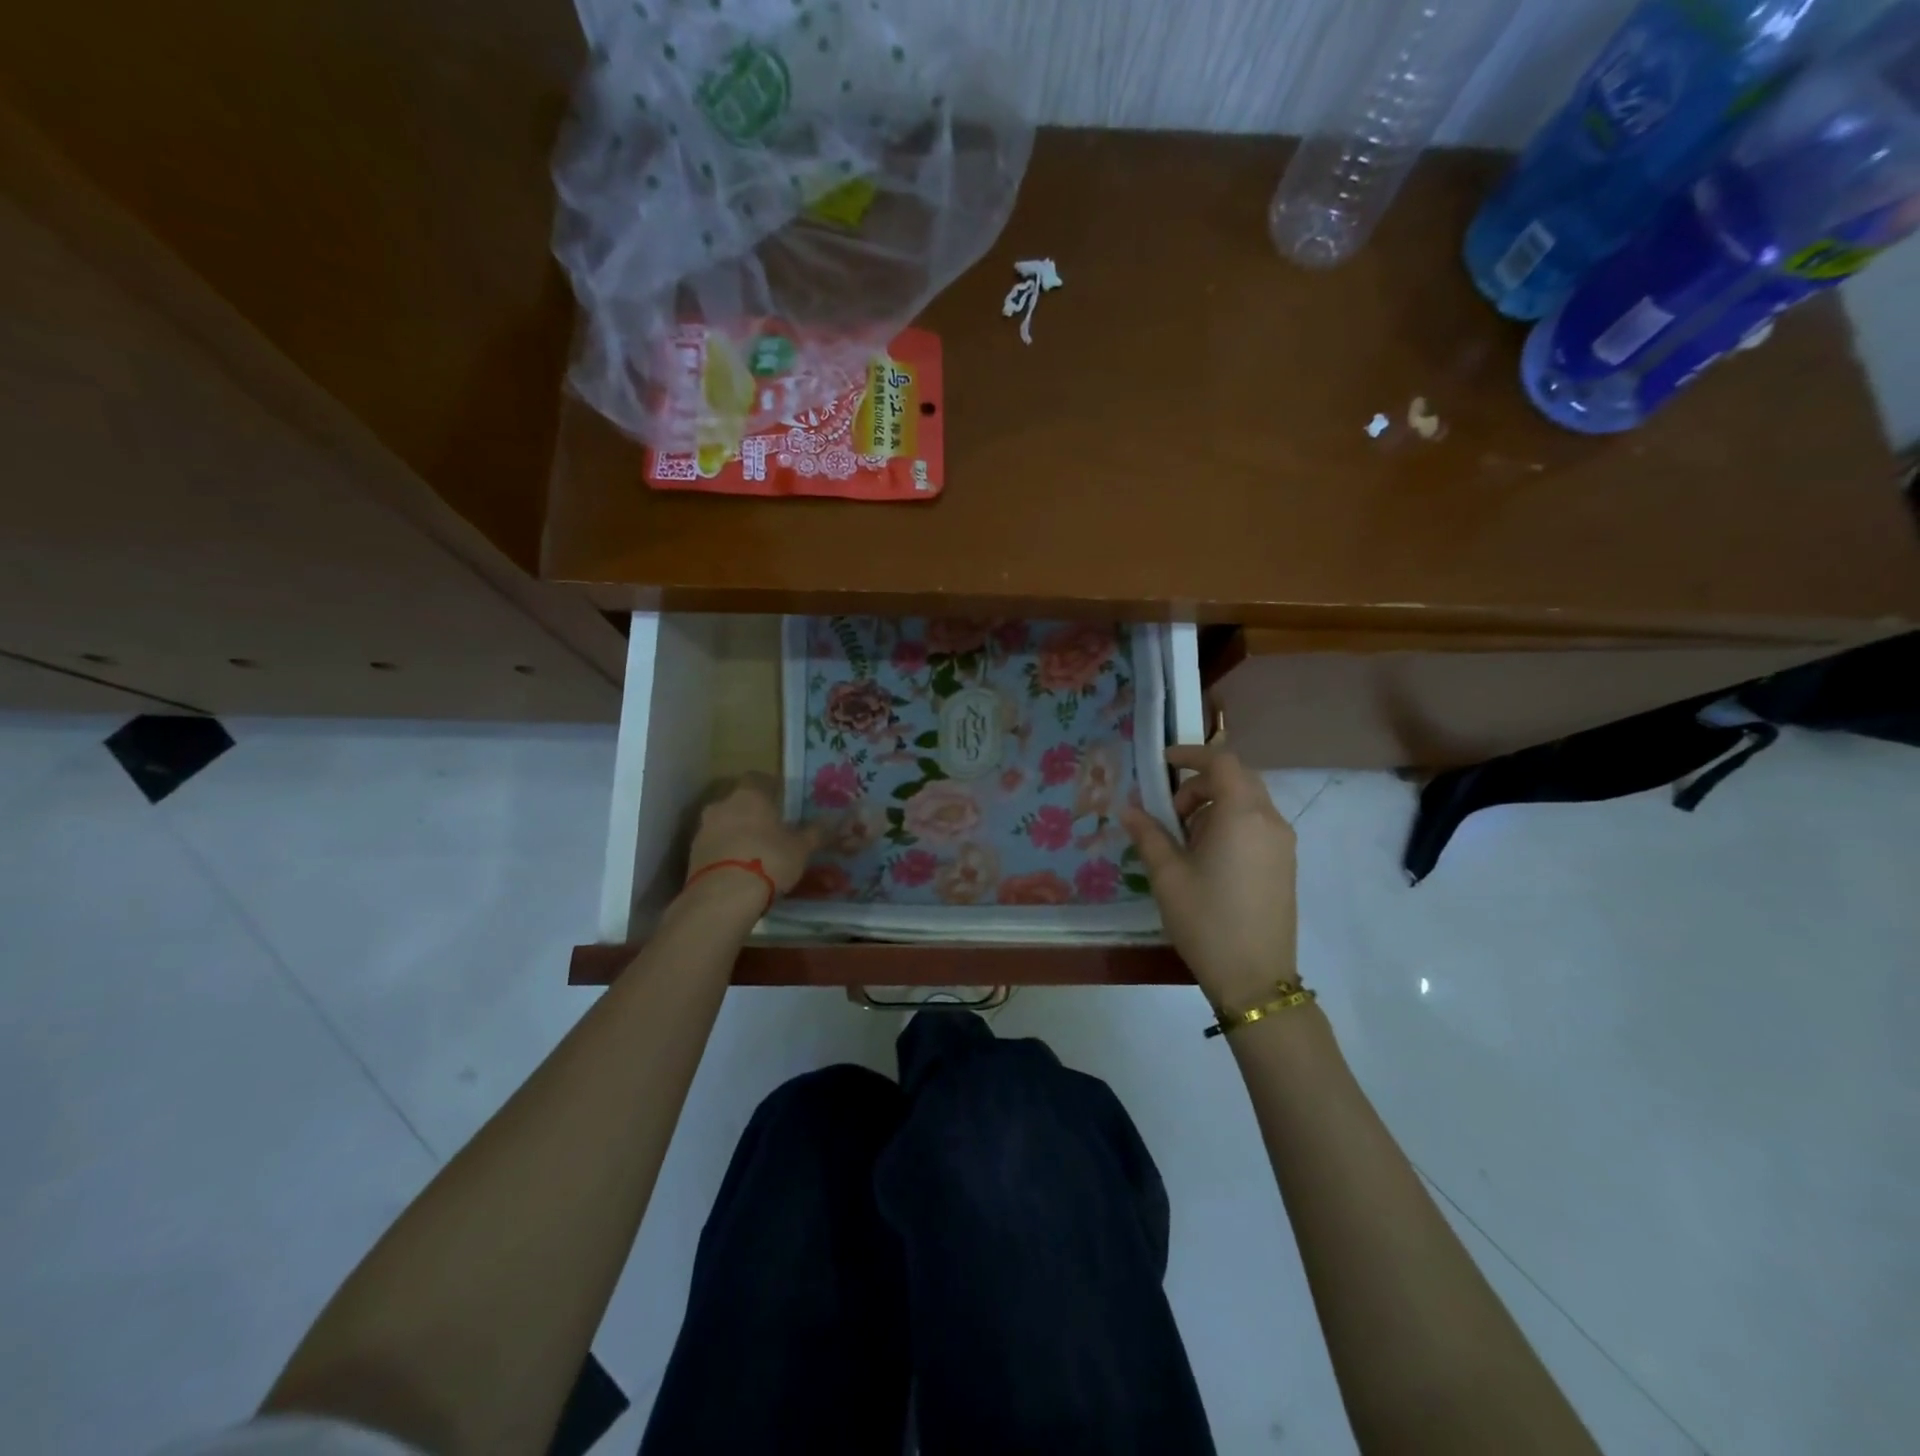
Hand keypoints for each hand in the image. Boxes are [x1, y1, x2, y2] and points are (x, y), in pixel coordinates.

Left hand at [684, 774, 819, 902]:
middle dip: (753, 813)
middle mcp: (722, 804)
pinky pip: (714, 846)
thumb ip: (816, 833)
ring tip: (756, 854)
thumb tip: (831, 822)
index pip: (758, 778)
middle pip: (739, 802)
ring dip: (737, 834)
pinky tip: (740, 870)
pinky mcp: (692, 854)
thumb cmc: (769, 860)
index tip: (782, 802)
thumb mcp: (801, 848)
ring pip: (724, 824)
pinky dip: (726, 853)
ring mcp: (703, 829)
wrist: (723, 896)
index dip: (771, 788)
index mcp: (750, 794)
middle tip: (772, 830)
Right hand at [1122, 741, 1298, 1011]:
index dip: (1191, 754)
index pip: (1222, 761)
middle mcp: (1270, 820)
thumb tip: (1128, 810)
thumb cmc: (1205, 919)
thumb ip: (1148, 834)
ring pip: (1249, 802)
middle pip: (1238, 778)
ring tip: (1185, 838)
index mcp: (1242, 814)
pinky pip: (1257, 824)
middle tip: (1170, 810)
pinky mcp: (1285, 864)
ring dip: (1216, 804)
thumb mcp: (1167, 875)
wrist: (1255, 977)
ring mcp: (1283, 843)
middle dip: (1201, 783)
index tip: (1163, 762)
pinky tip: (1208, 857)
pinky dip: (1231, 823)